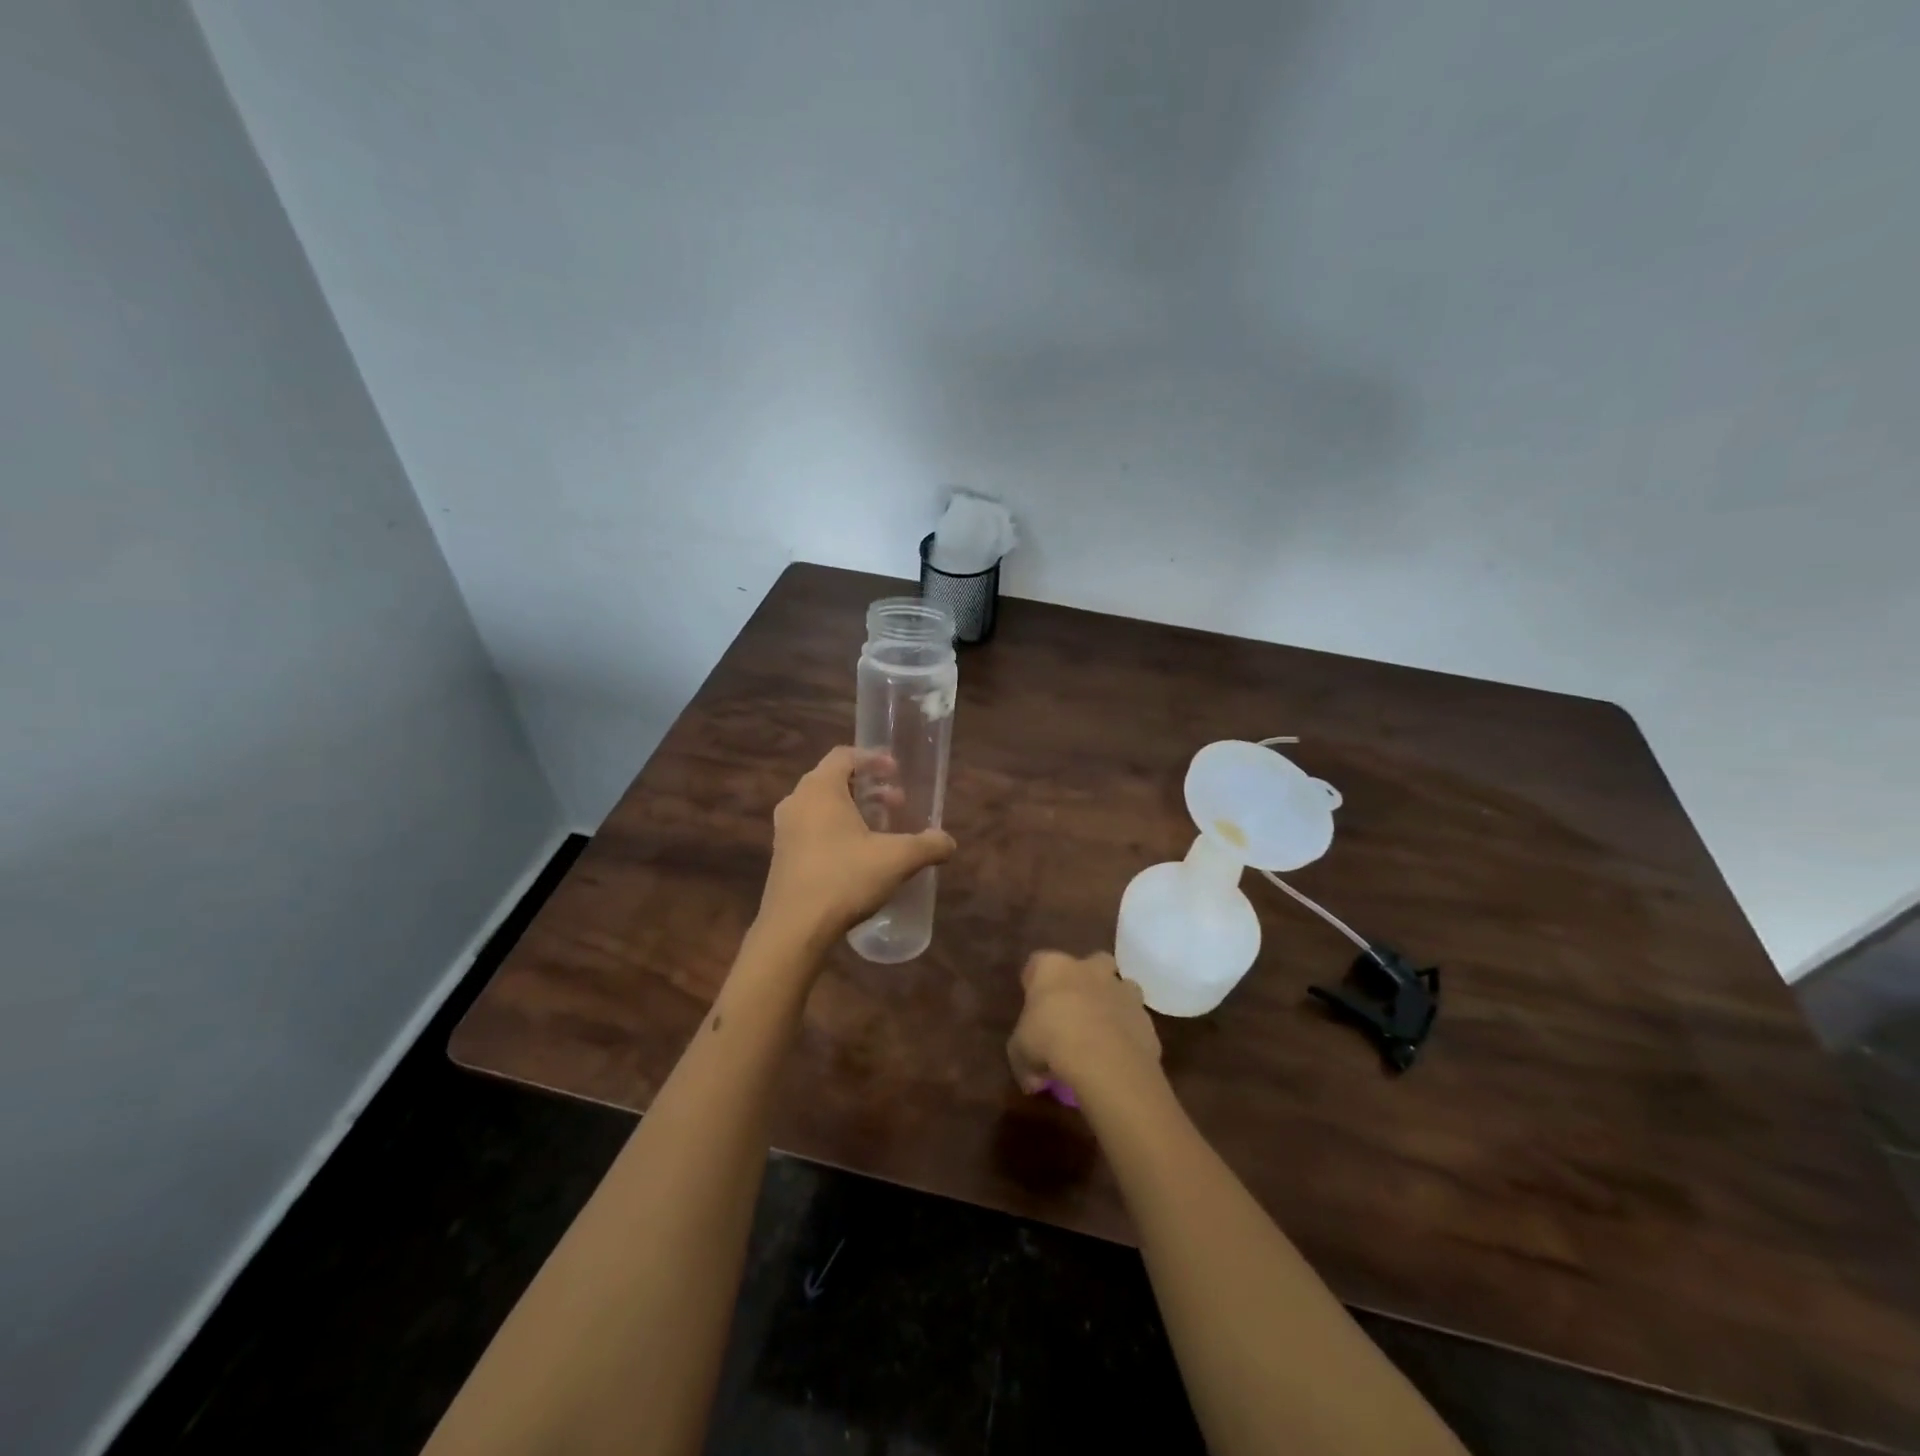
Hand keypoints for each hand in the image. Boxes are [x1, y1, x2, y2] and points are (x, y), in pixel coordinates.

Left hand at [756, 746, 955, 952]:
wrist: (794, 929)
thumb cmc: (844, 879)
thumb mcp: (896, 860)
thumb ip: (927, 845)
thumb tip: (949, 842)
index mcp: (820, 789)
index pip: (844, 755)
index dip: (873, 759)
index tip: (896, 772)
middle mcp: (797, 801)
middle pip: (834, 779)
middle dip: (868, 787)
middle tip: (896, 803)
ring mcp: (785, 830)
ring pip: (822, 806)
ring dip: (854, 810)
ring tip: (881, 830)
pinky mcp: (782, 855)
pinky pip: (812, 828)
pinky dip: (837, 829)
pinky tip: (859, 855)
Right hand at [1008, 950, 1162, 1098]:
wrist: (1104, 1059)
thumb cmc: (1051, 1042)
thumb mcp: (1020, 1053)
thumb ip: (1025, 1059)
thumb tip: (1031, 1078)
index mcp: (1052, 968)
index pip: (1038, 963)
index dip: (1035, 984)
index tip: (1033, 1007)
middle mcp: (1089, 969)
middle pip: (1091, 962)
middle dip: (1085, 981)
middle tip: (1074, 1010)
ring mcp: (1122, 990)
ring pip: (1120, 987)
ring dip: (1113, 1004)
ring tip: (1101, 1033)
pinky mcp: (1145, 1018)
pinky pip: (1135, 1021)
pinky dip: (1128, 1033)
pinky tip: (1118, 1056)